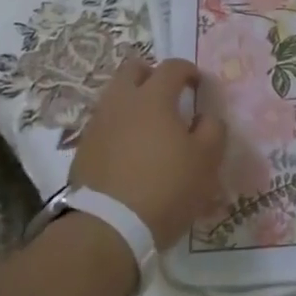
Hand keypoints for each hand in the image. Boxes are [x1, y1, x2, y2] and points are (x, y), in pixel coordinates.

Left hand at [67, 57, 224, 249]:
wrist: (107, 228)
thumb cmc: (166, 187)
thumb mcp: (206, 160)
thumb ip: (212, 130)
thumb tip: (206, 117)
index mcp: (153, 97)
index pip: (172, 66)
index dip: (188, 70)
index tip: (198, 85)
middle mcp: (121, 102)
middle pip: (133, 69)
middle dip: (151, 75)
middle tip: (167, 94)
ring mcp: (97, 125)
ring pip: (114, 97)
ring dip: (132, 102)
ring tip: (149, 126)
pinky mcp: (83, 150)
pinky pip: (104, 125)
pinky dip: (118, 128)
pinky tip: (130, 151)